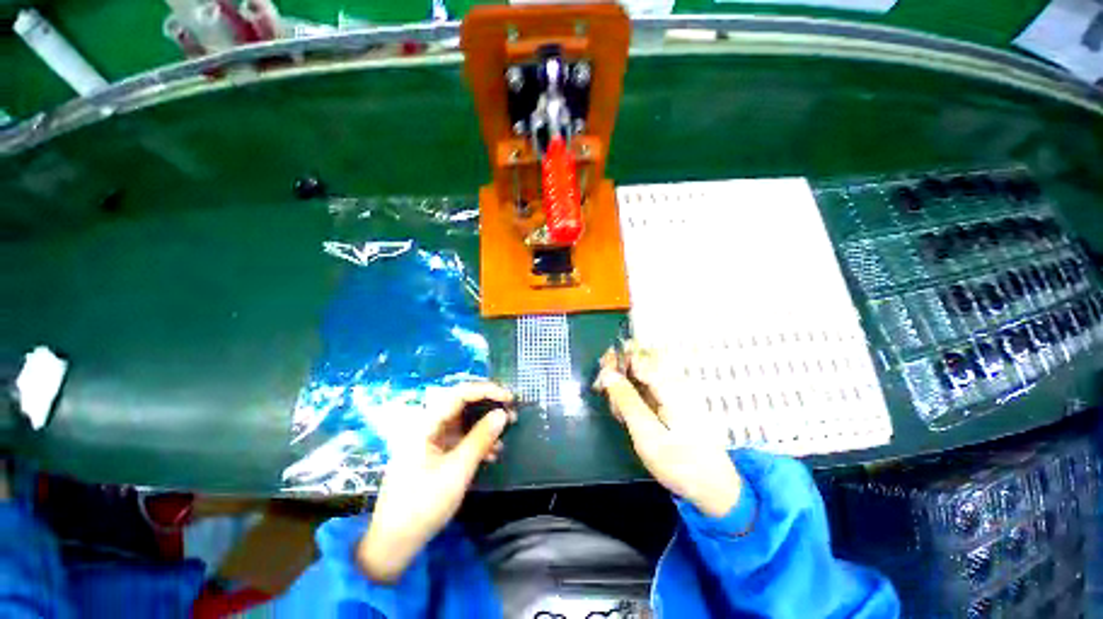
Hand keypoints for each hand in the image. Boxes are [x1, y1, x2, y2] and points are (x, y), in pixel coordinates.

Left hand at [357, 382, 515, 582]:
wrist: (393, 544)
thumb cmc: (422, 505)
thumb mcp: (457, 471)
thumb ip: (480, 439)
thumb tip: (503, 414)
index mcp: (425, 425)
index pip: (459, 394)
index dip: (486, 390)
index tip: (509, 398)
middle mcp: (427, 427)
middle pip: (461, 406)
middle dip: (487, 407)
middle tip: (510, 413)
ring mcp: (430, 441)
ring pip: (462, 423)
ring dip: (484, 427)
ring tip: (504, 435)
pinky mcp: (434, 455)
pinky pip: (459, 440)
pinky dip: (476, 443)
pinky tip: (491, 454)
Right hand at [595, 343, 741, 517]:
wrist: (713, 487)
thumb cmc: (679, 462)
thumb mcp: (646, 433)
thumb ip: (626, 400)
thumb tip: (607, 373)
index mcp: (669, 384)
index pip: (636, 355)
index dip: (614, 362)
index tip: (600, 383)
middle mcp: (672, 380)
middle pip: (637, 361)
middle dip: (617, 374)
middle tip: (607, 399)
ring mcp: (673, 390)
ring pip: (639, 374)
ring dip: (623, 388)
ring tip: (618, 413)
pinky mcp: (672, 401)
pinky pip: (645, 387)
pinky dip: (632, 397)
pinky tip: (627, 415)